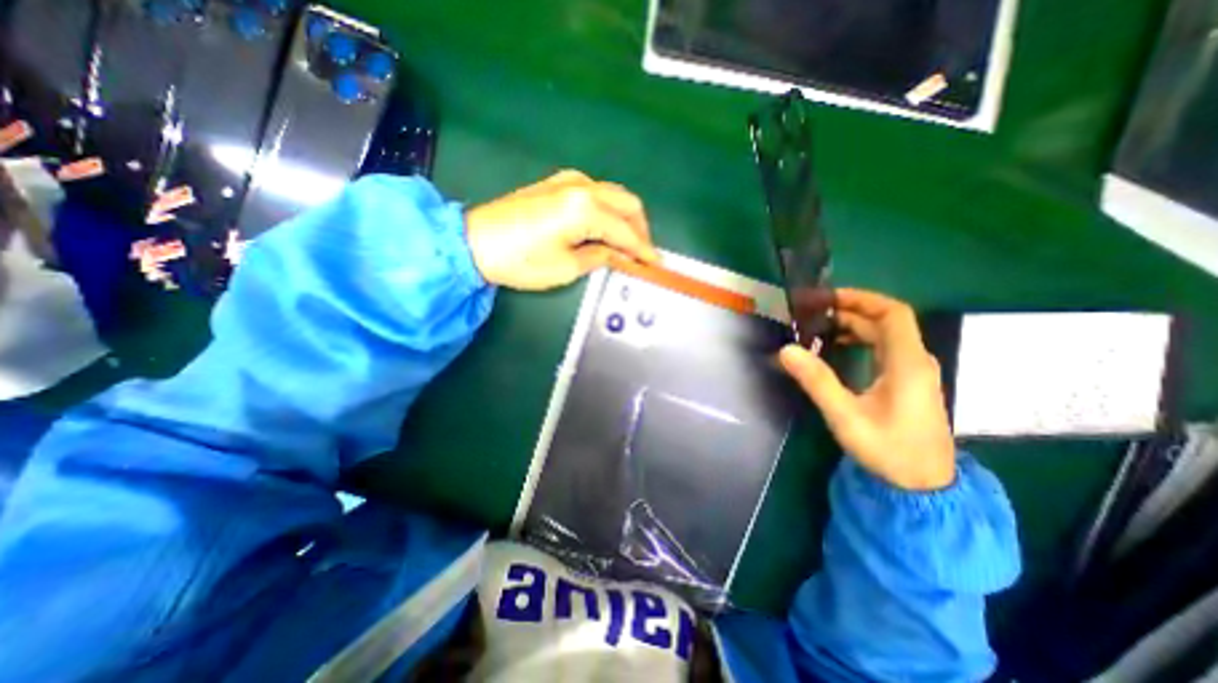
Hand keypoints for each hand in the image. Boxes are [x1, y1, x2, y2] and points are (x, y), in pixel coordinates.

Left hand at [466, 170, 657, 290]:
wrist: (474, 242)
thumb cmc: (521, 261)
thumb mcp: (566, 268)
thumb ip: (600, 257)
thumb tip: (620, 255)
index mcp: (585, 208)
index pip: (626, 231)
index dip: (643, 250)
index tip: (655, 264)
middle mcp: (583, 186)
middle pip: (627, 203)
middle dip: (640, 229)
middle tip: (642, 254)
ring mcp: (569, 180)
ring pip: (613, 195)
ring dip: (625, 218)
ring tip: (627, 244)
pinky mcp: (557, 183)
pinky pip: (596, 193)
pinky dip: (608, 210)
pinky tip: (605, 228)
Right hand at [779, 288, 960, 490]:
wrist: (924, 486)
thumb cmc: (888, 449)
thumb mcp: (845, 415)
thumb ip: (817, 381)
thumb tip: (786, 349)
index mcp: (907, 363)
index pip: (893, 313)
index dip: (862, 299)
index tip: (828, 299)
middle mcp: (915, 361)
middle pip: (886, 322)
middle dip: (850, 312)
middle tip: (813, 315)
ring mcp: (914, 372)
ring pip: (885, 335)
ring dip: (854, 326)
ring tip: (819, 329)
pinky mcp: (908, 382)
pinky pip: (884, 349)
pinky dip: (860, 341)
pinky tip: (838, 349)